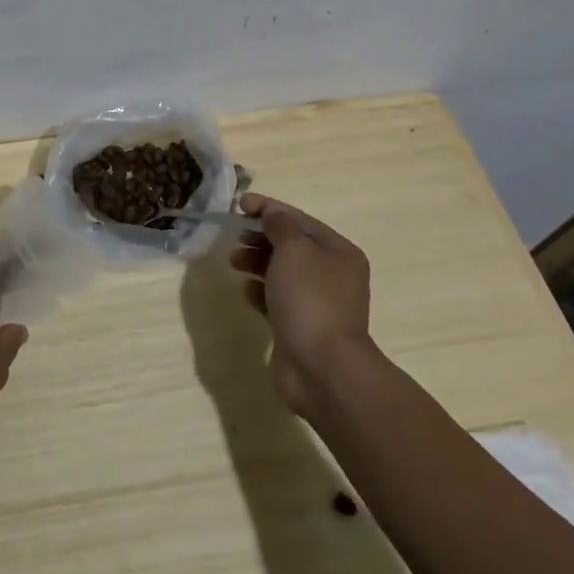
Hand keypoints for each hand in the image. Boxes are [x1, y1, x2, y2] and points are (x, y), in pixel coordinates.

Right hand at [230, 194, 374, 420]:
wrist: (322, 368)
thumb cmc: (310, 299)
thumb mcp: (294, 249)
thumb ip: (279, 225)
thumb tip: (271, 215)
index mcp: (338, 252)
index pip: (299, 219)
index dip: (268, 208)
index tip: (238, 204)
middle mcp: (332, 275)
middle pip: (290, 245)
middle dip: (260, 237)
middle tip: (236, 237)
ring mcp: (318, 303)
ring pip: (281, 271)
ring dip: (256, 262)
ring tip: (234, 262)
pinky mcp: (301, 327)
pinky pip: (277, 299)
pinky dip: (260, 291)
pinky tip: (246, 291)